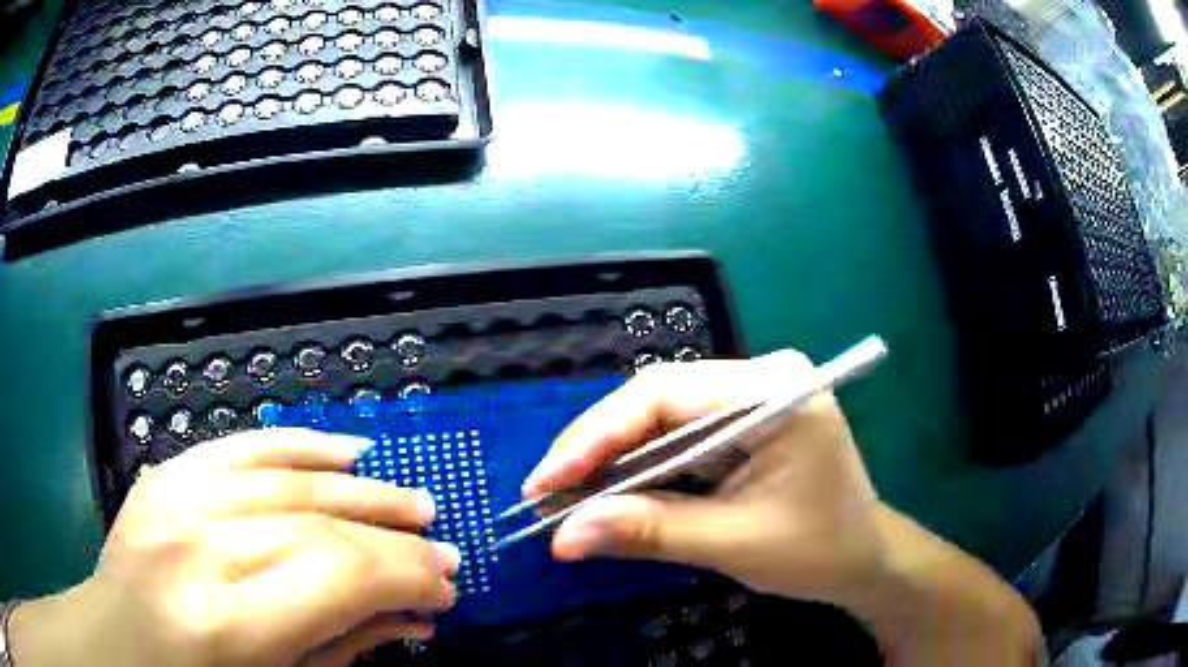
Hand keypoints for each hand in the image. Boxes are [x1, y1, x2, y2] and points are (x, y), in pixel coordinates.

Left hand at [11, 429, 459, 666]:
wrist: (117, 645)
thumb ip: (344, 649)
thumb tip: (413, 617)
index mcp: (227, 623)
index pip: (338, 575)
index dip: (405, 576)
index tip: (446, 588)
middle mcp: (198, 546)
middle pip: (318, 524)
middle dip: (394, 540)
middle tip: (442, 550)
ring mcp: (175, 498)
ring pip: (285, 477)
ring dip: (361, 490)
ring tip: (411, 501)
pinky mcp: (165, 474)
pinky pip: (239, 445)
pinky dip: (298, 444)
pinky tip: (345, 450)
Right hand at [523, 350, 883, 603]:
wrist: (864, 559)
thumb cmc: (819, 550)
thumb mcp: (734, 544)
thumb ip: (650, 532)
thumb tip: (563, 536)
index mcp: (773, 390)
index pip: (665, 394)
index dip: (596, 436)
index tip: (545, 481)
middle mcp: (760, 376)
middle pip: (656, 400)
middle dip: (596, 449)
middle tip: (544, 492)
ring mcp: (752, 395)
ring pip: (660, 418)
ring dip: (612, 460)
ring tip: (563, 495)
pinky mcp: (743, 420)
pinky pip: (677, 435)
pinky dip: (640, 467)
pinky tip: (609, 491)